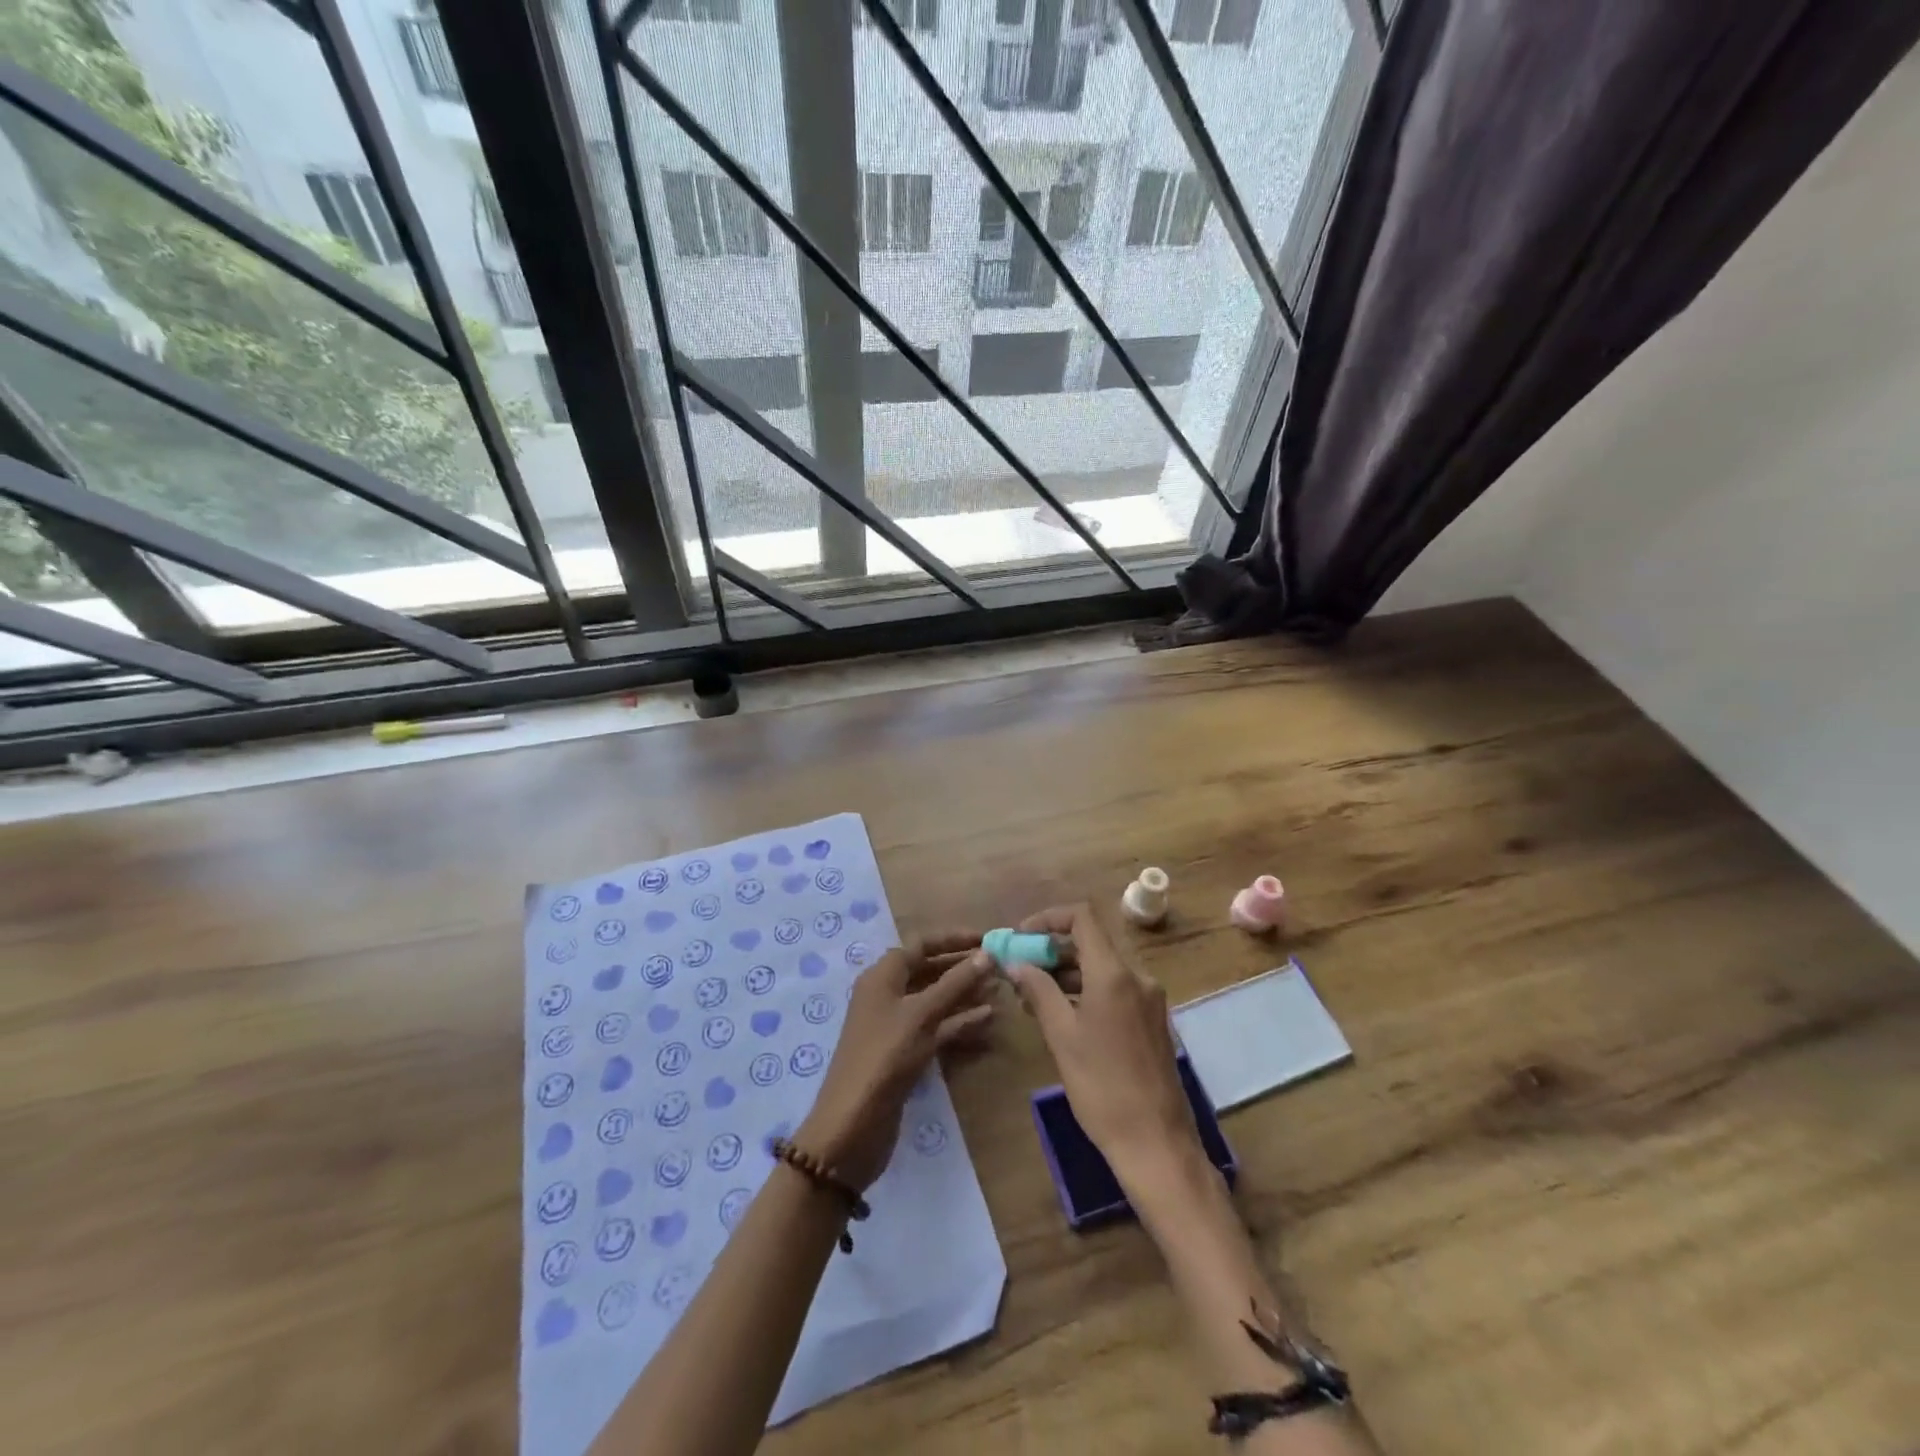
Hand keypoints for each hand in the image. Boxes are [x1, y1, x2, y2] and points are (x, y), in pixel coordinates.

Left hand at [794, 932, 994, 1190]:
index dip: (954, 939)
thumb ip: (955, 984)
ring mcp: (895, 1025)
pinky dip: (958, 1021)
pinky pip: (935, 1026)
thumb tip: (987, 954)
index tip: (987, 938)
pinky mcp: (904, 1052)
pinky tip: (987, 1019)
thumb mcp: (921, 1015)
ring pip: (934, 999)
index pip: (921, 944)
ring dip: (964, 994)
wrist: (852, 1126)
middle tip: (999, 966)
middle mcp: (887, 994)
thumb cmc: (885, 1057)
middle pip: (928, 970)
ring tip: (999, 990)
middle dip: (962, 967)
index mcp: (883, 975)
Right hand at [1006, 904, 1204, 1190]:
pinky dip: (1085, 991)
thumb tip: (1016, 963)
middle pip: (1091, 942)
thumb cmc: (1102, 1087)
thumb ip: (1038, 990)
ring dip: (1066, 972)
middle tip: (1019, 968)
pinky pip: (1114, 990)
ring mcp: (1149, 999)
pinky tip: (1061, 1014)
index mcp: (1115, 973)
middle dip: (1052, 949)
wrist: (1156, 1143)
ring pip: (1102, 968)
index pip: (1082, 918)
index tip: (1020, 937)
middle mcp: (1137, 977)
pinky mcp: (1152, 1021)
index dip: (1048, 919)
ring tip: (1031, 996)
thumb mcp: (1061, 1035)